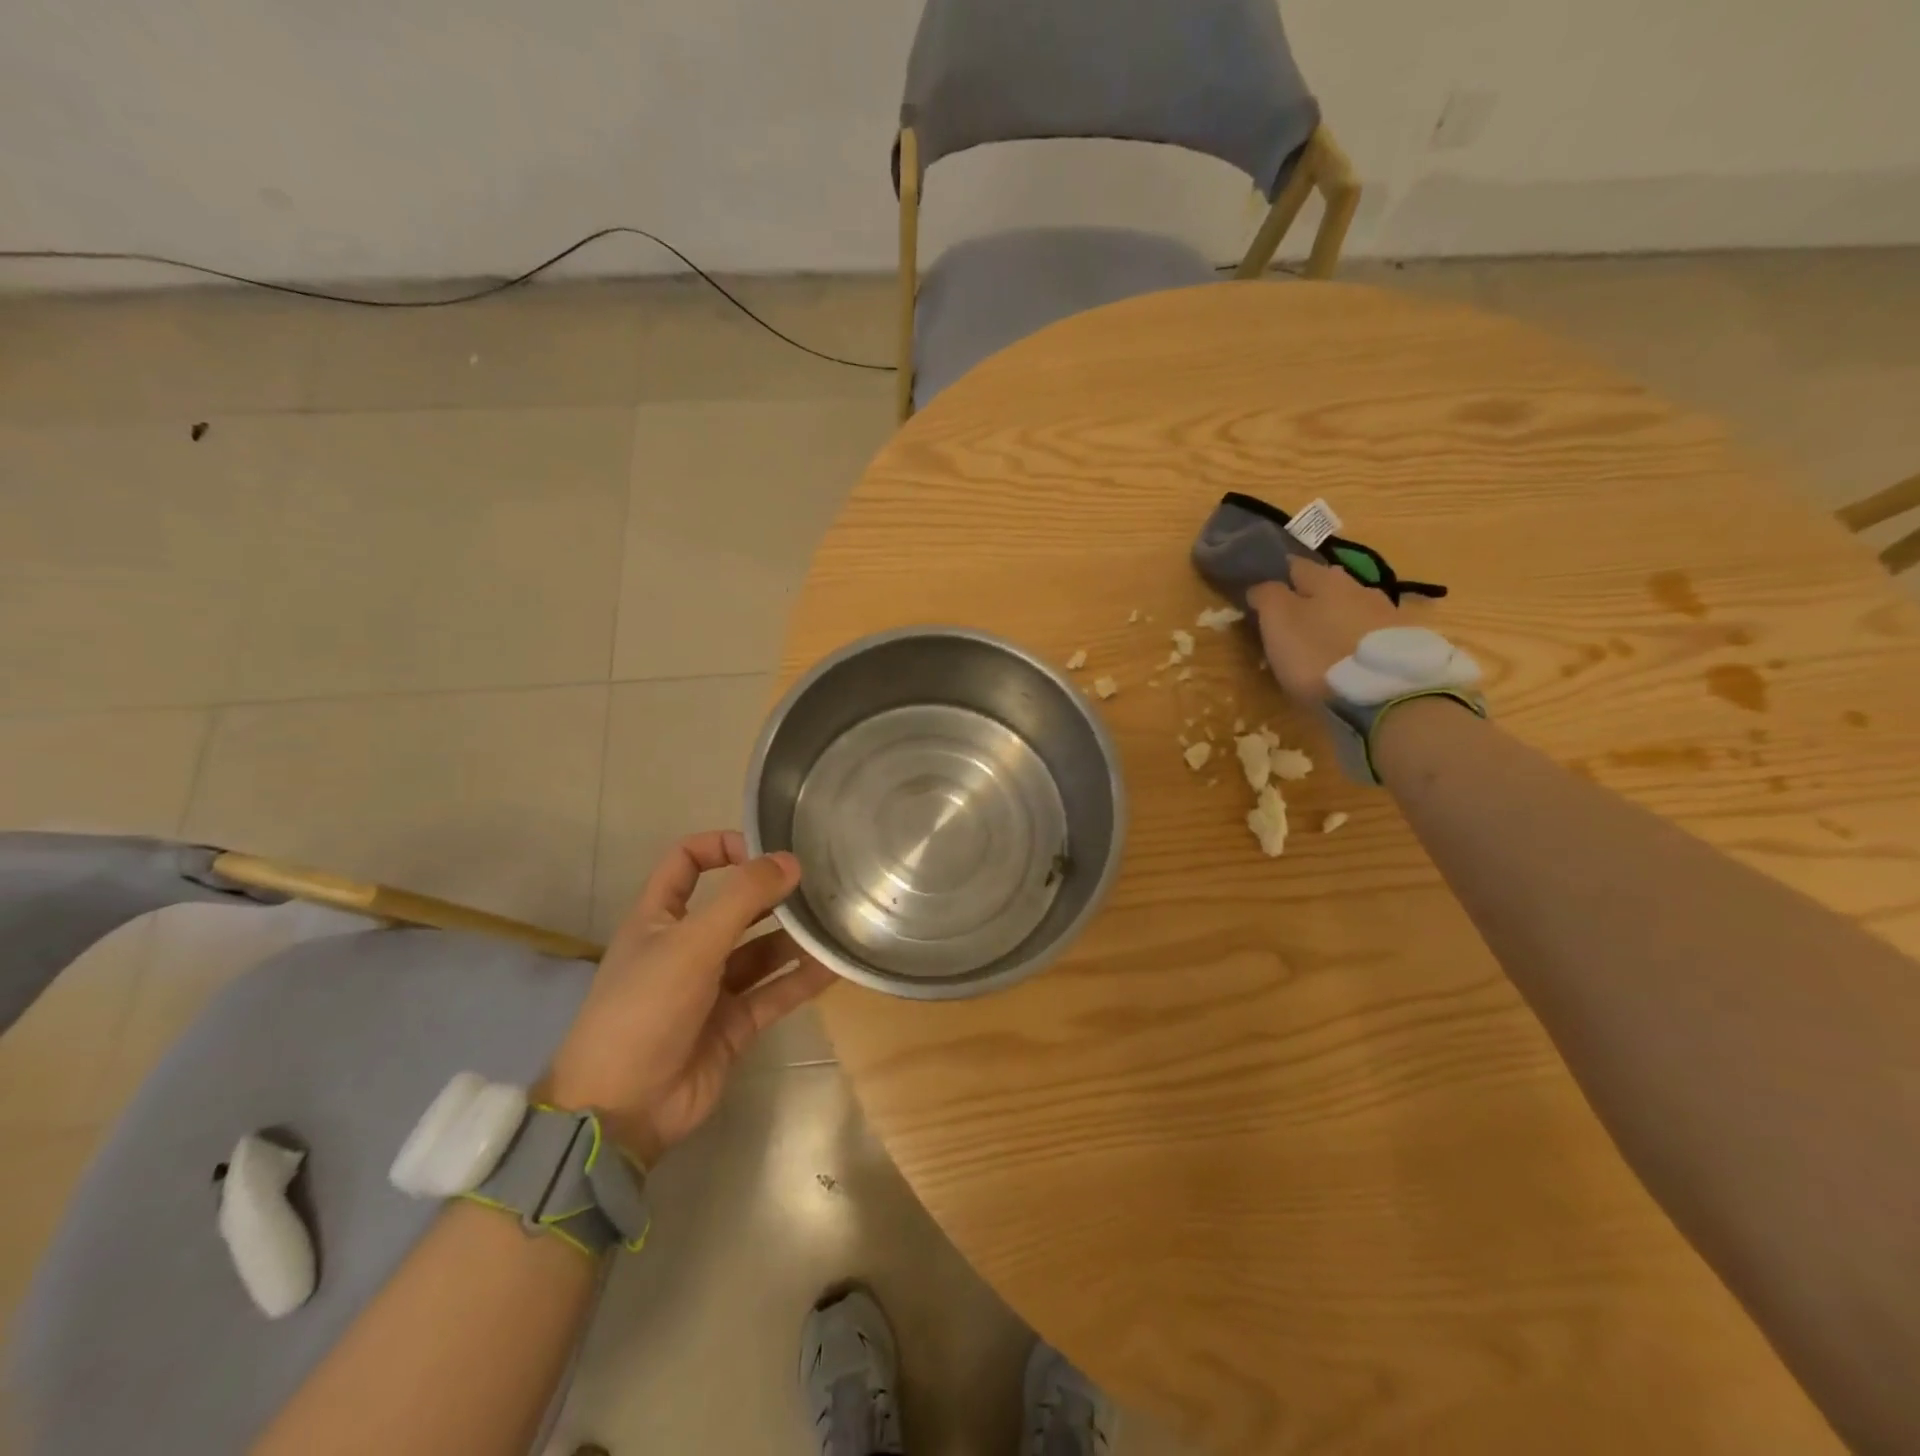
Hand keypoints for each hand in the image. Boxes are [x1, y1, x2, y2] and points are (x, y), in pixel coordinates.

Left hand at [542, 831, 834, 1166]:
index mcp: (659, 918)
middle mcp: (687, 946)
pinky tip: (835, 965)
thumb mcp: (691, 943)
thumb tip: (790, 860)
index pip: (687, 862)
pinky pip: (775, 992)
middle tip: (818, 884)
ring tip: (834, 922)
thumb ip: (742, 898)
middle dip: (772, 894)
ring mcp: (712, 988)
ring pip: (761, 951)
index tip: (764, 848)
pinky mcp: (735, 1024)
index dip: (721, 846)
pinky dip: (802, 979)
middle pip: (735, 906)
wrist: (623, 1109)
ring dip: (794, 938)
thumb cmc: (645, 1009)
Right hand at [1248, 558, 1402, 704]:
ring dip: (1334, 618)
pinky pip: (1368, 632)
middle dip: (1308, 596)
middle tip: (1289, 617)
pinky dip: (1353, 639)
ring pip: (1350, 607)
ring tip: (1318, 640)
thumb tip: (1261, 586)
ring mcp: (1385, 614)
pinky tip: (1345, 656)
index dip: (1275, 574)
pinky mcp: (1401, 643)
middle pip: (1326, 585)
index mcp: (1326, 578)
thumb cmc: (1318, 653)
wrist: (1383, 693)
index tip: (1260, 589)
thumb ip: (1267, 596)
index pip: (1294, 564)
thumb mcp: (1278, 622)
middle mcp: (1359, 587)